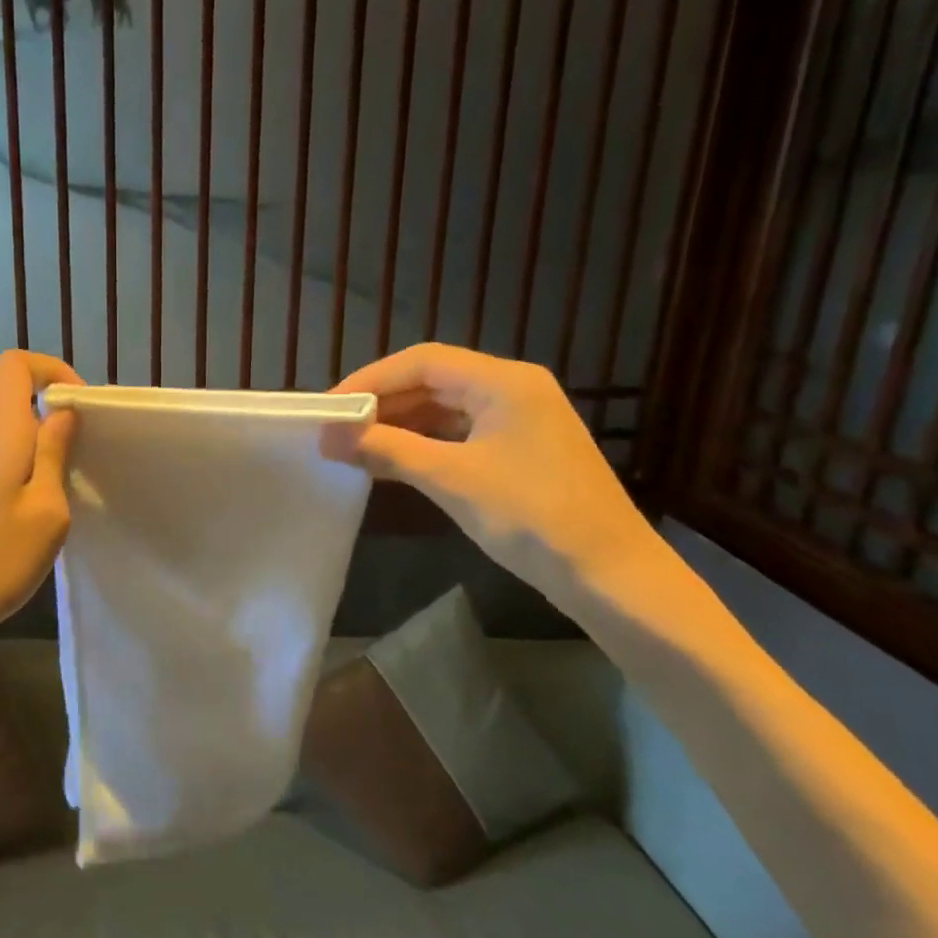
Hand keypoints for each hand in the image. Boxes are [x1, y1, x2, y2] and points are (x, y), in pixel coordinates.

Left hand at [0, 351, 81, 658]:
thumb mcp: (47, 510)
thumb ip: (55, 453)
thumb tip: (61, 412)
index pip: (14, 365)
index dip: (50, 370)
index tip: (79, 407)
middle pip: (16, 406)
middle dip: (54, 426)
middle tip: (81, 471)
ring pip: (9, 441)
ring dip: (39, 459)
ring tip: (58, 508)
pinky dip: (20, 478)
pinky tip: (28, 524)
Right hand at [330, 343, 654, 606]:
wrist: (611, 577)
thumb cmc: (532, 517)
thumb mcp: (451, 479)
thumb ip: (386, 450)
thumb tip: (326, 437)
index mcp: (504, 382)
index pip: (423, 361)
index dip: (371, 379)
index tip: (330, 406)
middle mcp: (512, 390)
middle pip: (432, 381)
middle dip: (382, 403)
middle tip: (336, 428)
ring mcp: (518, 421)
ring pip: (443, 409)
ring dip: (398, 425)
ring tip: (354, 445)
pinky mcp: (518, 451)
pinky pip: (457, 434)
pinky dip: (421, 444)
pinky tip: (391, 462)